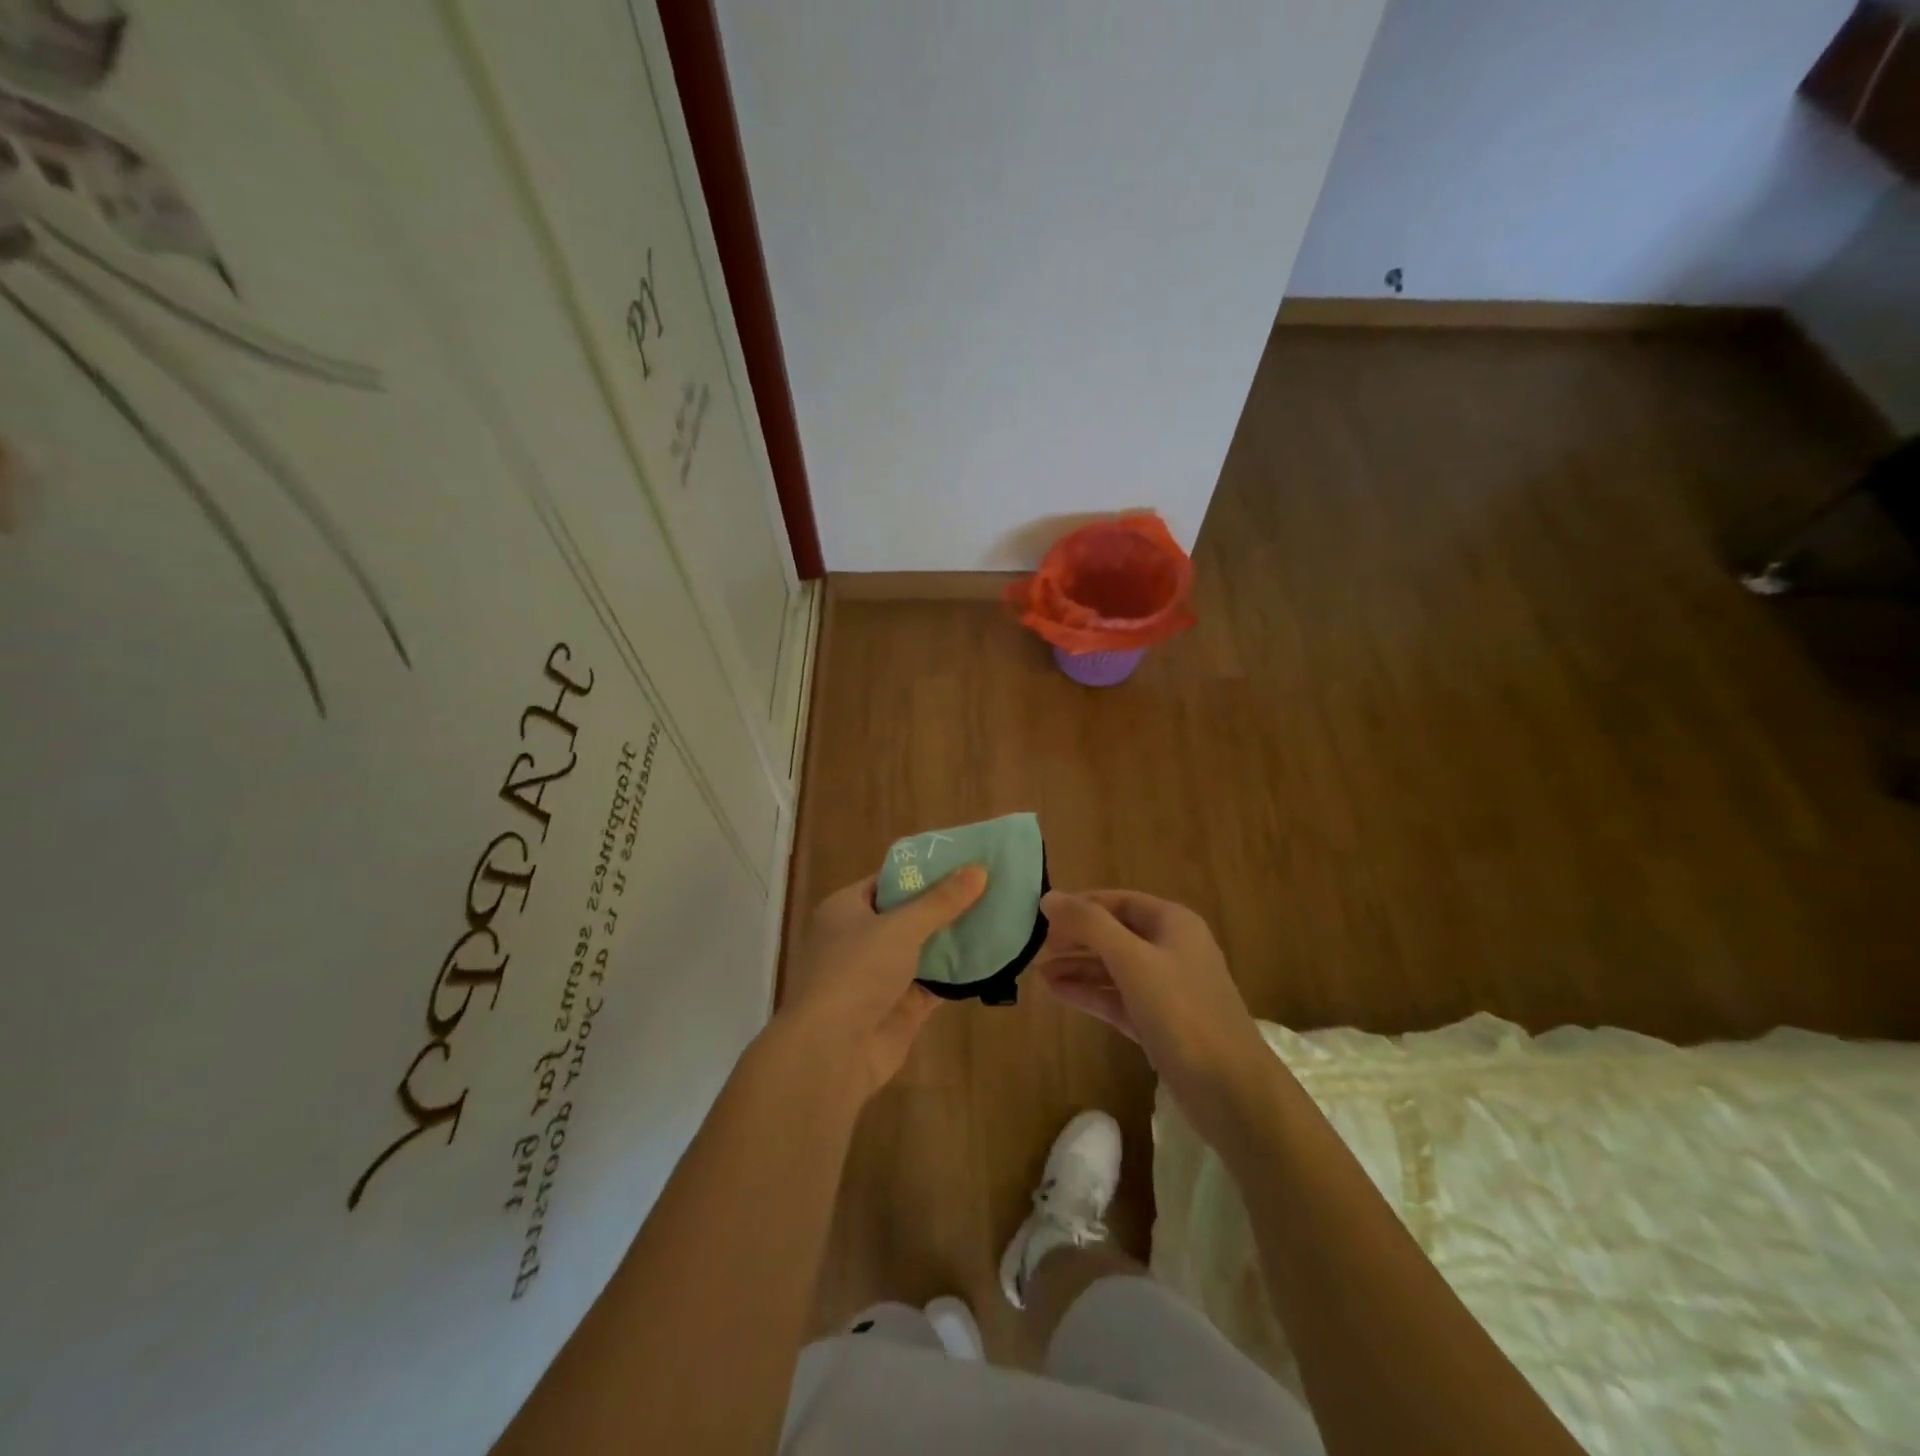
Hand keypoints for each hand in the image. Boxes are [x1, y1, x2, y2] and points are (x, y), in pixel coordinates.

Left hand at [777, 867, 987, 1101]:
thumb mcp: (901, 926)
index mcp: (846, 909)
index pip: (889, 880)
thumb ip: (941, 901)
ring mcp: (879, 975)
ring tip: (998, 915)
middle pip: (908, 914)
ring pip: (923, 949)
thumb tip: (979, 869)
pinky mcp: (899, 1007)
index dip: (924, 870)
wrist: (833, 1050)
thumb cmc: (857, 971)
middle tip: (990, 886)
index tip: (964, 861)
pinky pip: (933, 983)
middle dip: (945, 904)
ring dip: (954, 938)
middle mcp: (860, 938)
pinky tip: (990, 958)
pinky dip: (957, 974)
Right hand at [1038, 890, 1270, 1130]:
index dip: (1080, 905)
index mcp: (1172, 923)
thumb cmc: (1182, 1012)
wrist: (1231, 1091)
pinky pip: (1117, 998)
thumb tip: (1049, 897)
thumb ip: (1089, 925)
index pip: (1117, 901)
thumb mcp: (1132, 960)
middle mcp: (1171, 949)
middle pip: (1114, 933)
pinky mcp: (1159, 1023)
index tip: (1040, 915)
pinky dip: (1089, 993)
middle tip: (1035, 947)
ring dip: (1078, 967)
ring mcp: (1166, 989)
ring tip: (1037, 971)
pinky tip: (1058, 992)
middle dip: (1076, 938)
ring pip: (1113, 968)